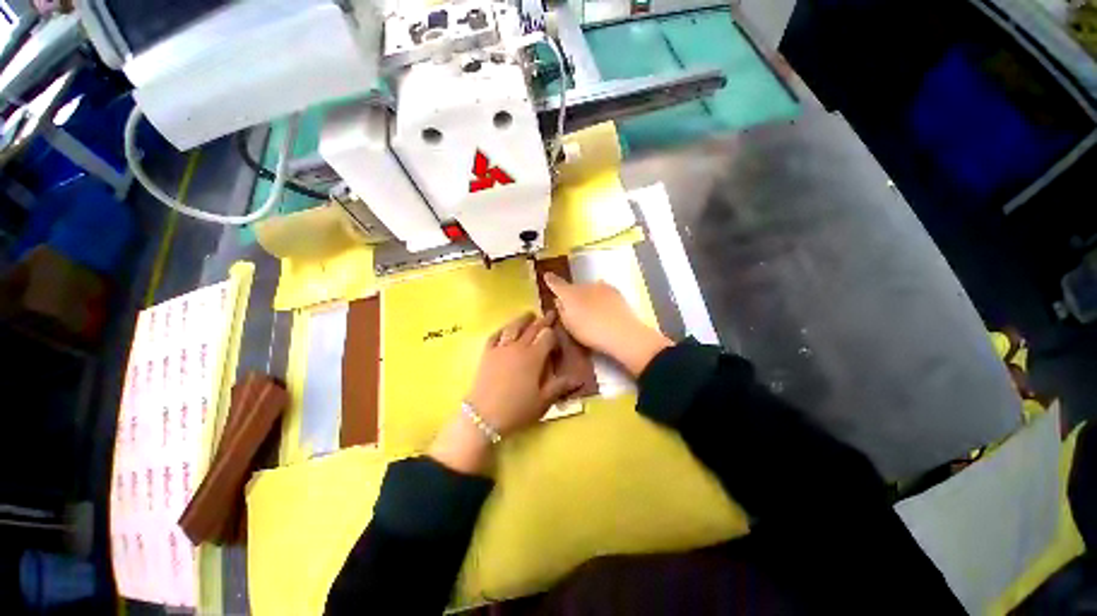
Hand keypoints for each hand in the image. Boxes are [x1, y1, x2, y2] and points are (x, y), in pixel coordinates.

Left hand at [430, 312, 578, 474]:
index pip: (547, 336)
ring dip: (523, 319)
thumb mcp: (542, 401)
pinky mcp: (487, 353)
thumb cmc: (517, 409)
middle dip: (543, 321)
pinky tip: (505, 329)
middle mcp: (518, 347)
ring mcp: (501, 348)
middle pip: (532, 328)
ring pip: (513, 327)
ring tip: (529, 314)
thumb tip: (578, 380)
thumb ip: (559, 386)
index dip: (554, 336)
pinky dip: (502, 329)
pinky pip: (495, 336)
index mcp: (534, 356)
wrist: (483, 416)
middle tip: (549, 313)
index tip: (558, 340)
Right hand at [544, 273, 671, 377]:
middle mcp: (584, 285)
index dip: (550, 280)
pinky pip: (602, 292)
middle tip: (574, 309)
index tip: (546, 275)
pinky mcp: (615, 291)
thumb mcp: (569, 326)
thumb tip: (558, 300)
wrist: (622, 332)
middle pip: (574, 288)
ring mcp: (601, 286)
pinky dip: (600, 297)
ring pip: (589, 289)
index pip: (556, 284)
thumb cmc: (590, 332)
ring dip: (587, 296)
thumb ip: (562, 311)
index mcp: (569, 294)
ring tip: (591, 311)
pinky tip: (603, 308)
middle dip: (572, 295)